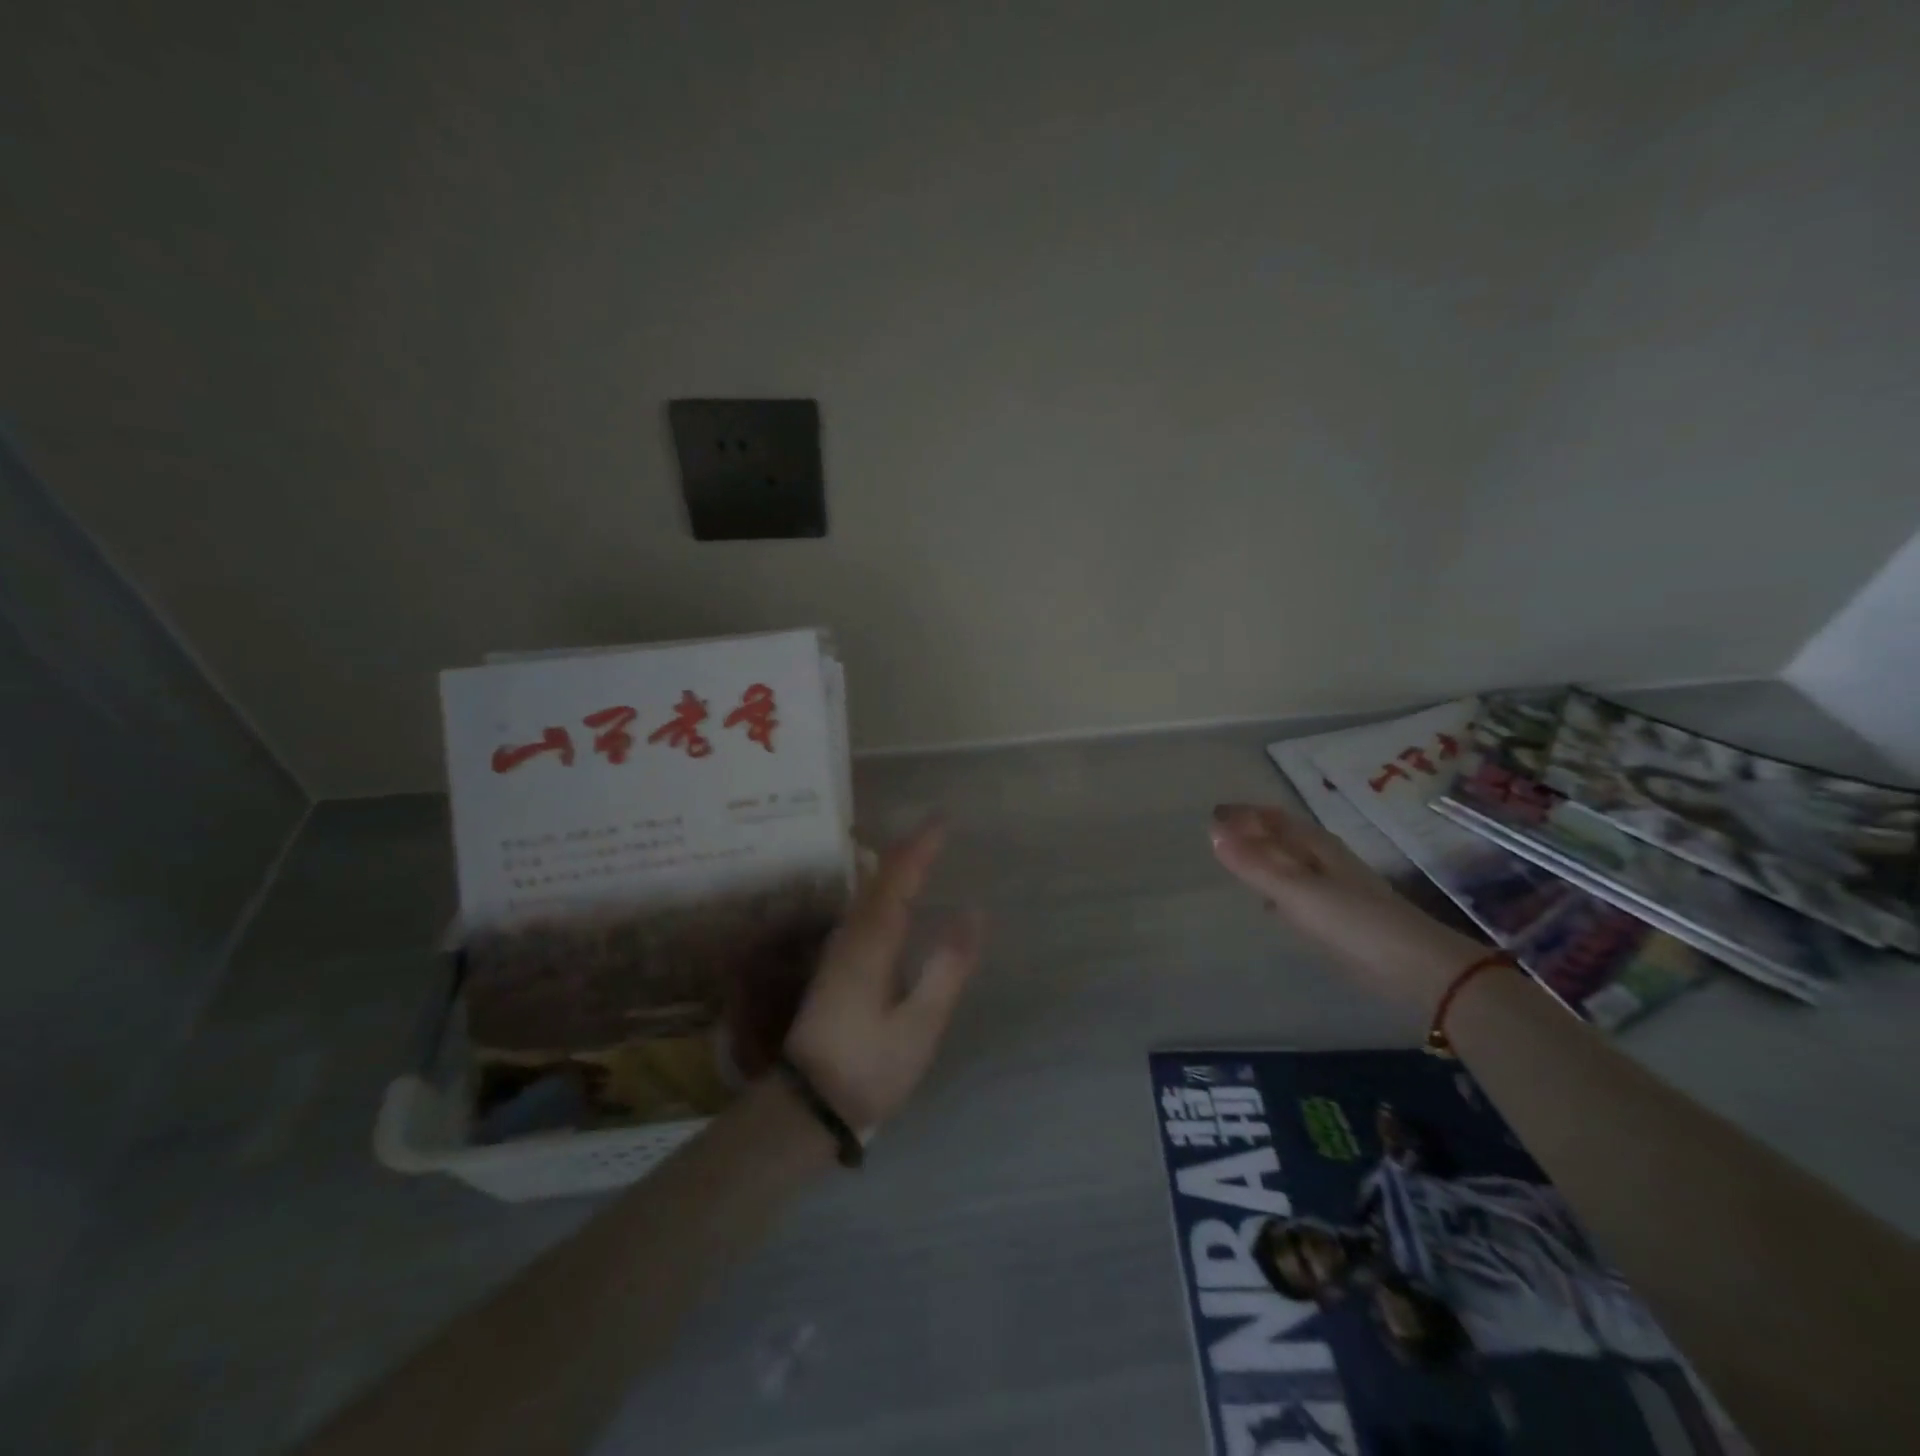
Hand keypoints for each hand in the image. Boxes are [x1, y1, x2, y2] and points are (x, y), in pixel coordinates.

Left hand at [785, 820, 985, 1130]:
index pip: (897, 879)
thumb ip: (946, 969)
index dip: (920, 847)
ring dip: (893, 865)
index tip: (943, 819)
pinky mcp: (838, 967)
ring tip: (920, 848)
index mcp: (871, 944)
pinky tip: (891, 893)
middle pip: (878, 878)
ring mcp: (839, 951)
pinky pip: (864, 909)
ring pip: (867, 893)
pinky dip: (883, 888)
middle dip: (907, 848)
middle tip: (937, 827)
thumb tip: (972, 913)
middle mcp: (851, 937)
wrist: (809, 1105)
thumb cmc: (870, 1066)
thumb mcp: (919, 1025)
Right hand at [1208, 803, 1482, 1008]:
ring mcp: (1335, 888)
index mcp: (1316, 845)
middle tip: (1220, 834)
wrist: (1415, 968)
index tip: (1213, 814)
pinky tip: (1271, 904)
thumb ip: (1253, 864)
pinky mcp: (1340, 917)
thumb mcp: (1295, 890)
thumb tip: (1212, 830)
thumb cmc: (1351, 921)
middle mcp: (1326, 860)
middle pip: (1284, 838)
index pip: (1274, 818)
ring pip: (1292, 864)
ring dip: (1266, 859)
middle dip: (1254, 833)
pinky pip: (1299, 892)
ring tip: (1238, 862)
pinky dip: (1279, 889)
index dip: (1244, 814)